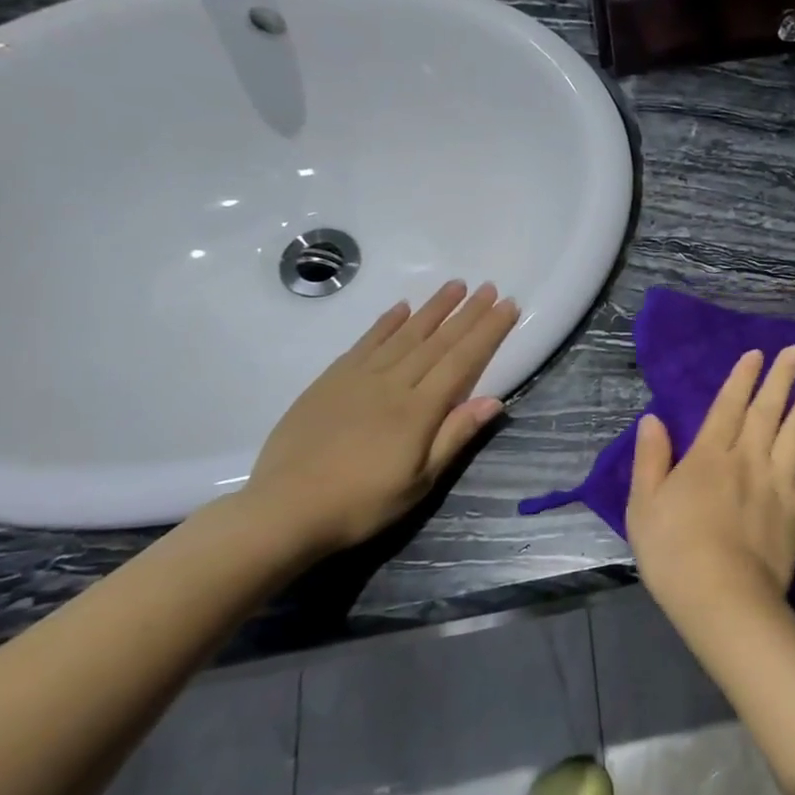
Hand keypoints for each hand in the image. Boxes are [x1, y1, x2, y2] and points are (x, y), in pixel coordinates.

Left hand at [245, 281, 520, 556]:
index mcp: (418, 410)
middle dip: (467, 313)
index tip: (508, 306)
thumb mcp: (420, 482)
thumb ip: (454, 436)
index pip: (462, 360)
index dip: (487, 331)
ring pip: (403, 334)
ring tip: (455, 285)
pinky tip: (401, 308)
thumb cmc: (362, 503)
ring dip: (432, 308)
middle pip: (437, 341)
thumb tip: (493, 400)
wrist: (285, 510)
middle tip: (489, 287)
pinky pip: (365, 343)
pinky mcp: (330, 381)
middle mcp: (392, 384)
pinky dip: (386, 323)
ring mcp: (358, 378)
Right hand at [626, 346, 794, 635]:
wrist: (724, 599)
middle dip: (782, 378)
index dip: (742, 378)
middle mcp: (748, 460)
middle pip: (767, 411)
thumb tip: (653, 419)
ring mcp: (779, 484)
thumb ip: (650, 459)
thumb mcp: (644, 506)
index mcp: (709, 457)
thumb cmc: (674, 554)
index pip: (728, 407)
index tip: (757, 354)